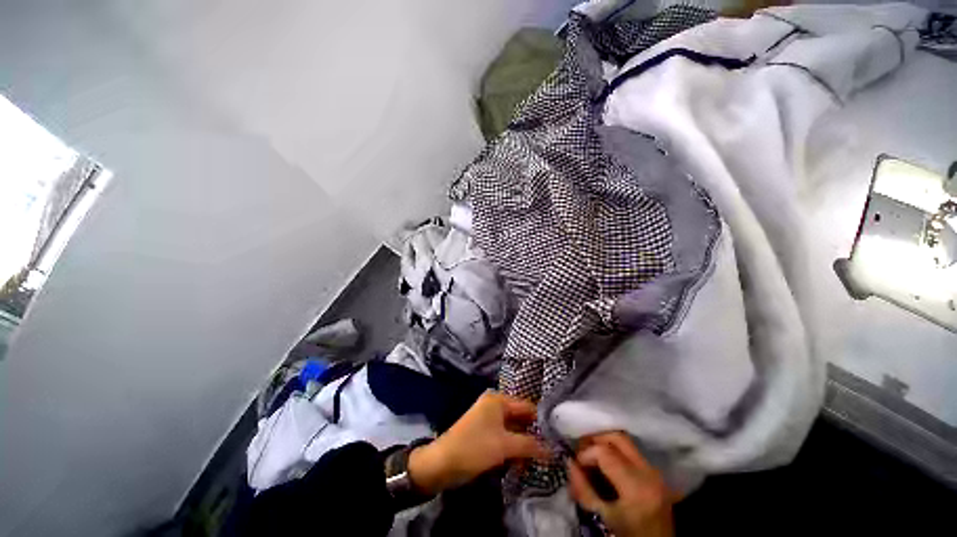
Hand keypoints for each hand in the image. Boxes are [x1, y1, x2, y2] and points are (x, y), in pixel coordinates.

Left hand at [407, 391, 547, 493]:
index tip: (558, 436)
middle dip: (533, 435)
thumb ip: (530, 445)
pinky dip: (513, 449)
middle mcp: (495, 405)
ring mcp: (489, 419)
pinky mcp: (485, 433)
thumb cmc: (474, 447)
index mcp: (498, 400)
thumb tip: (554, 450)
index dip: (541, 421)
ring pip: (514, 430)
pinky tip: (522, 463)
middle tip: (551, 452)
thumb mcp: (504, 446)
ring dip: (524, 445)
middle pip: (520, 418)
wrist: (442, 463)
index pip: (527, 406)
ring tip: (538, 462)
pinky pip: (505, 438)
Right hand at [568, 432, 673, 536]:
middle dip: (596, 439)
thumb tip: (569, 463)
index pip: (604, 452)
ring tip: (592, 454)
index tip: (576, 464)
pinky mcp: (656, 473)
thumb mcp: (603, 517)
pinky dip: (616, 450)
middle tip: (582, 448)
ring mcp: (655, 471)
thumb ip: (584, 490)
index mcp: (635, 486)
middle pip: (617, 438)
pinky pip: (632, 451)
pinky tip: (606, 462)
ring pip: (626, 441)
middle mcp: (648, 472)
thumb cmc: (628, 535)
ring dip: (606, 443)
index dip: (585, 453)